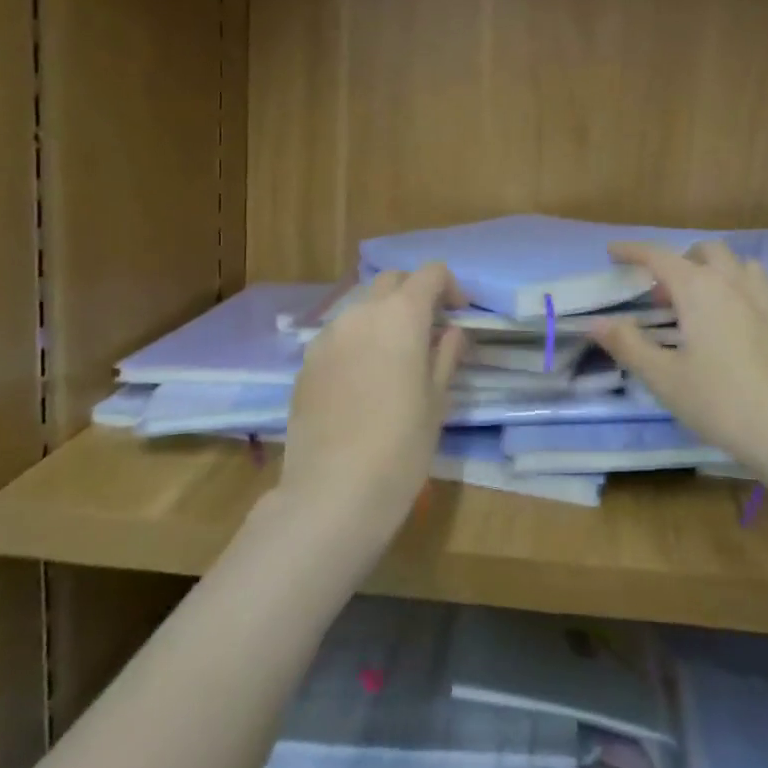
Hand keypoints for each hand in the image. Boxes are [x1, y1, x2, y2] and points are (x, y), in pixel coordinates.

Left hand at [274, 265, 465, 553]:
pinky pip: (339, 336)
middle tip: (430, 328)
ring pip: (361, 307)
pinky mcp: (306, 362)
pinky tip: (364, 380)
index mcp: (401, 315)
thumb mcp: (437, 400)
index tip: (460, 312)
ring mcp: (328, 336)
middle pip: (391, 281)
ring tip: (396, 355)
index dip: (450, 286)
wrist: (333, 492)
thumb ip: (446, 355)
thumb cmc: (401, 445)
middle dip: (414, 293)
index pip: (430, 274)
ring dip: (383, 317)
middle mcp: (361, 313)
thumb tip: (451, 332)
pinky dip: (358, 341)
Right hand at [590, 241, 767, 481]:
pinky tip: (761, 327)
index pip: (660, 257)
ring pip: (749, 269)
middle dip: (684, 260)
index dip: (634, 251)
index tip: (614, 251)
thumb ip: (628, 345)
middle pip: (710, 252)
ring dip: (726, 275)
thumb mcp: (663, 378)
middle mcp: (737, 286)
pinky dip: (766, 308)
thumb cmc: (720, 403)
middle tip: (667, 294)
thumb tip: (597, 322)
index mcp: (700, 290)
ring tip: (711, 303)